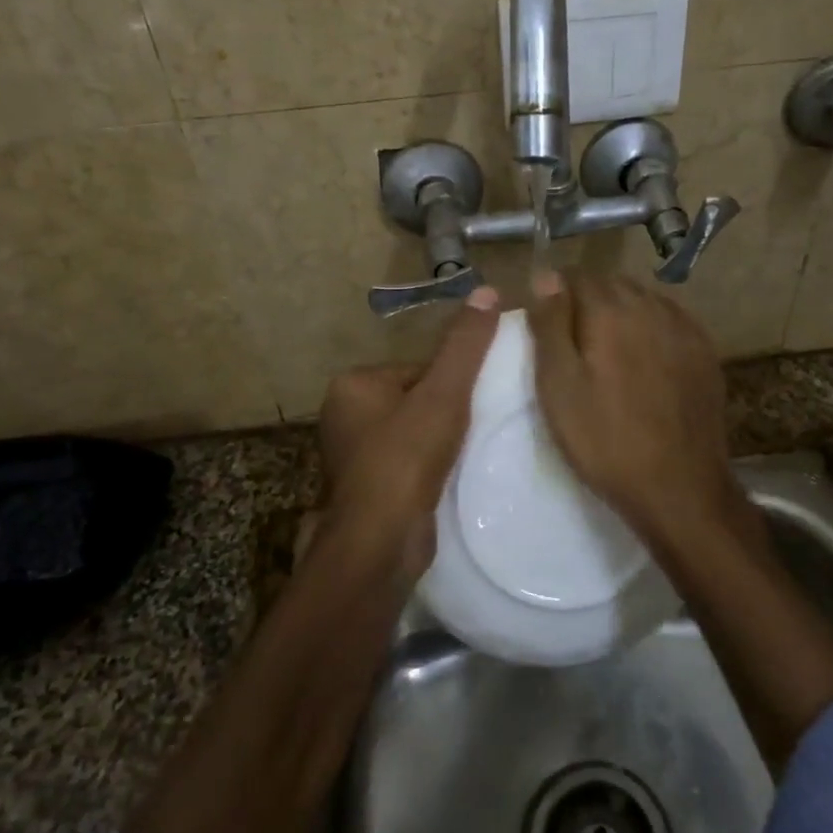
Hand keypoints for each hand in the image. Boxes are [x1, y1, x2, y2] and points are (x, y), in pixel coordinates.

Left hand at [313, 285, 500, 580]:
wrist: (380, 542)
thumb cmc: (406, 458)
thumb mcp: (443, 393)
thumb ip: (465, 345)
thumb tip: (488, 290)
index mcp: (353, 385)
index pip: (417, 368)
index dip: (451, 383)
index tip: (474, 403)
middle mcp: (344, 416)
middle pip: (416, 399)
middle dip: (446, 412)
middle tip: (474, 428)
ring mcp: (352, 456)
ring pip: (413, 433)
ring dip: (441, 441)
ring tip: (466, 454)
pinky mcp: (367, 489)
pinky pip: (408, 463)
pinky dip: (430, 467)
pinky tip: (449, 478)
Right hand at [527, 271, 748, 547]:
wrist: (679, 487)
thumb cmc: (605, 440)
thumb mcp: (558, 386)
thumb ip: (550, 324)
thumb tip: (546, 275)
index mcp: (611, 311)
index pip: (577, 276)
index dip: (557, 295)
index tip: (547, 326)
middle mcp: (652, 307)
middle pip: (612, 284)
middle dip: (589, 302)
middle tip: (574, 344)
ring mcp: (685, 328)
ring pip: (644, 300)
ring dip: (622, 313)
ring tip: (609, 353)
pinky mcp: (705, 352)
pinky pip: (671, 321)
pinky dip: (652, 329)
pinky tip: (645, 360)